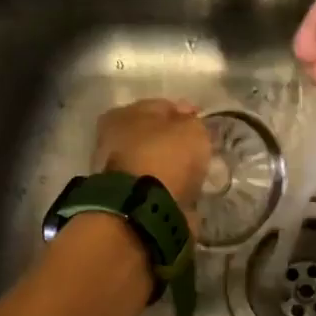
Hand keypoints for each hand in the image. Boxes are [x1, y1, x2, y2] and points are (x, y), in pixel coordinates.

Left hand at [94, 99, 211, 218]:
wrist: (143, 209)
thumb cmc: (165, 157)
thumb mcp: (191, 130)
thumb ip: (192, 123)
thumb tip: (190, 122)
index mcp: (123, 114)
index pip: (161, 106)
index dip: (184, 114)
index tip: (202, 125)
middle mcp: (112, 139)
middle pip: (152, 136)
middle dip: (173, 142)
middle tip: (197, 151)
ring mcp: (115, 171)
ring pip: (151, 162)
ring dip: (168, 167)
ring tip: (192, 174)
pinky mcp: (124, 198)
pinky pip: (152, 186)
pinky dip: (165, 188)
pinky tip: (182, 191)